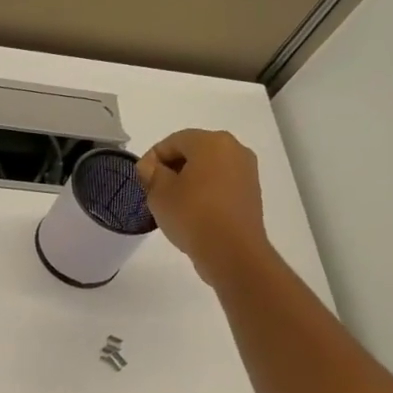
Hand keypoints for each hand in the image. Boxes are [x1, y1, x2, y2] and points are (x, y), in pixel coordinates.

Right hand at [137, 129, 270, 289]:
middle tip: (154, 191)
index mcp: (211, 142)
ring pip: (208, 168)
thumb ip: (150, 173)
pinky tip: (192, 212)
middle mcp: (234, 149)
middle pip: (193, 151)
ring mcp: (246, 171)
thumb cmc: (192, 215)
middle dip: (171, 168)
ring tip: (172, 203)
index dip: (152, 158)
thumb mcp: (159, 193)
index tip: (141, 180)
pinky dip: (204, 191)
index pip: (173, 141)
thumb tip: (151, 167)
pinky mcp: (251, 193)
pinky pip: (221, 184)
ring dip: (188, 180)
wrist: (232, 252)